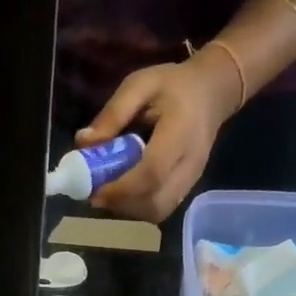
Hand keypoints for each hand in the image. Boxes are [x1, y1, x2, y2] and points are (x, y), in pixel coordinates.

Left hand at [80, 51, 241, 222]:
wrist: (212, 93)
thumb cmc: (173, 85)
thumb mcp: (139, 85)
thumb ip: (112, 114)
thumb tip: (83, 144)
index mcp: (181, 132)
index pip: (152, 173)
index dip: (120, 188)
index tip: (94, 190)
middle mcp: (191, 163)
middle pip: (155, 202)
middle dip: (122, 203)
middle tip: (98, 192)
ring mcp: (192, 179)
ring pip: (158, 211)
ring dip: (129, 208)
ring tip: (110, 191)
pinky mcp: (188, 188)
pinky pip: (162, 208)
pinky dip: (139, 207)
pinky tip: (126, 191)